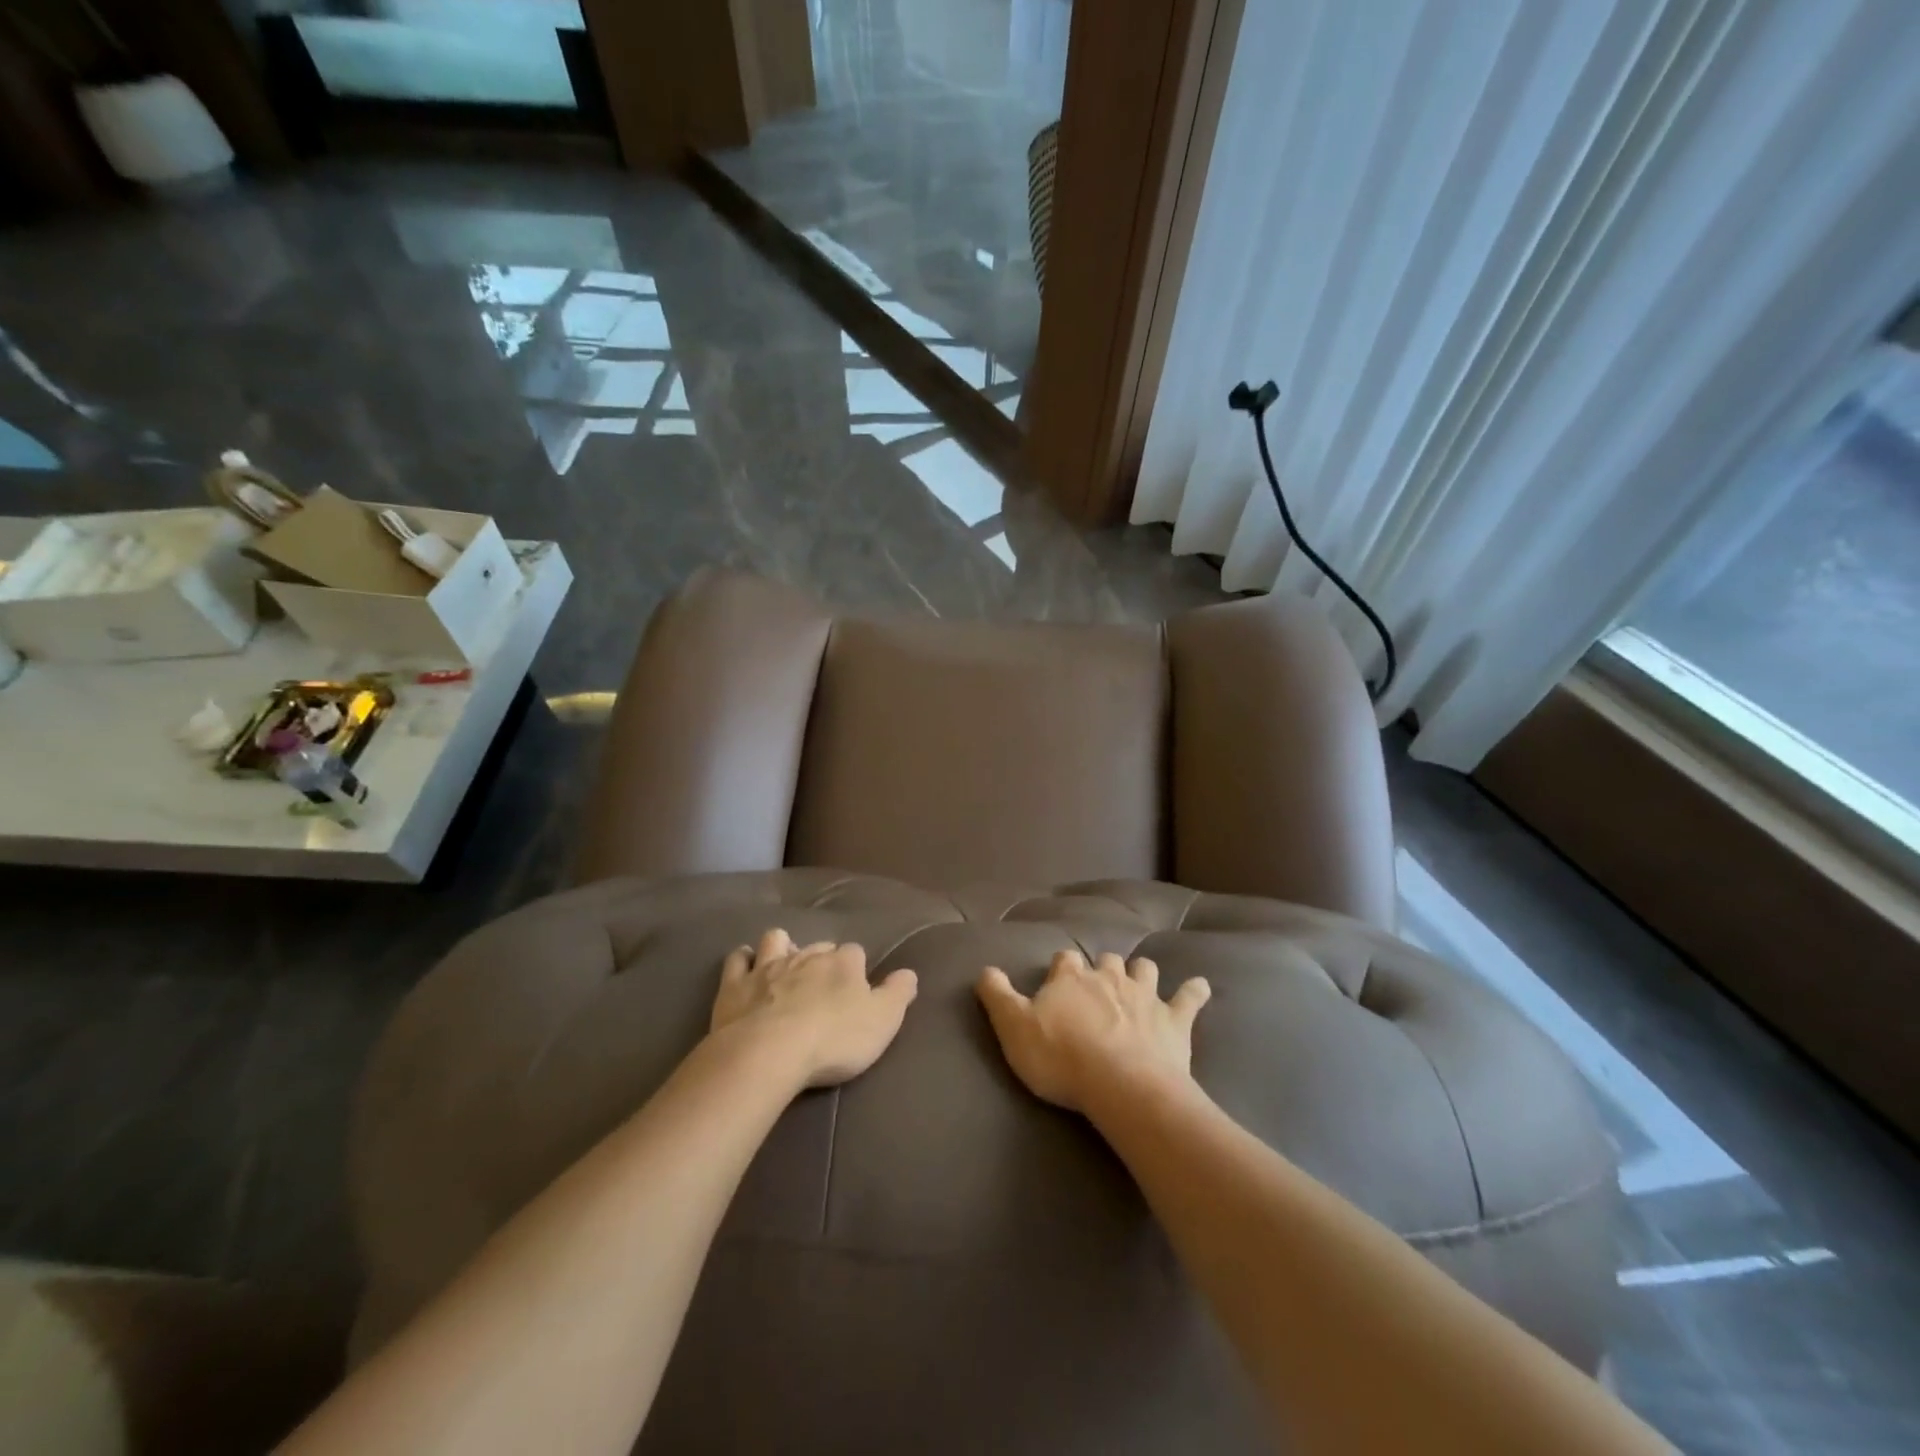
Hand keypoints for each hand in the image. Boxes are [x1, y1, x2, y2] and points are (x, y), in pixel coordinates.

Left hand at [710, 929, 918, 1088]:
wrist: (768, 1053)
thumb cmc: (833, 1040)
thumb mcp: (882, 1021)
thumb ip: (898, 994)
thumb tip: (909, 973)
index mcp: (843, 963)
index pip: (855, 953)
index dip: (856, 969)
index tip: (857, 989)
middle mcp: (807, 956)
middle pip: (818, 947)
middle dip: (821, 958)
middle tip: (823, 983)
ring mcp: (768, 967)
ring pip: (777, 941)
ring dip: (782, 947)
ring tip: (785, 964)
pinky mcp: (735, 985)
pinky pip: (738, 959)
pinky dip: (743, 960)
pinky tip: (745, 968)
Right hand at [976, 949, 1209, 1112]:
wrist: (1121, 1086)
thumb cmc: (1061, 1058)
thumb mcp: (1013, 1028)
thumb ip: (996, 996)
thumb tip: (984, 968)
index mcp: (1070, 979)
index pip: (1064, 961)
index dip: (1062, 969)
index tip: (1059, 980)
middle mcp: (1108, 977)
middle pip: (1106, 960)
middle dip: (1103, 968)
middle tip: (1099, 985)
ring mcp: (1144, 995)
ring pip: (1144, 969)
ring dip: (1142, 973)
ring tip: (1139, 982)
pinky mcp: (1174, 1019)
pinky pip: (1189, 997)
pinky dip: (1194, 991)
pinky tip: (1199, 987)